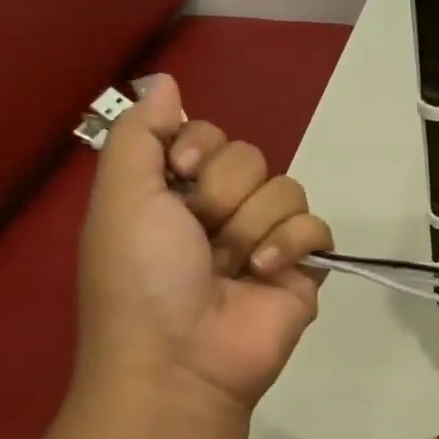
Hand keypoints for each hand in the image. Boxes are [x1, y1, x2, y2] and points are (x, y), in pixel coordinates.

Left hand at [76, 73, 332, 415]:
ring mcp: (267, 239)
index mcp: (177, 192)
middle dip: (224, 194)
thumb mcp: (121, 197)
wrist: (180, 357)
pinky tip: (265, 272)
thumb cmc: (141, 277)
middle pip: (251, 157)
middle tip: (202, 237)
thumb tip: (165, 81)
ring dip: (253, 225)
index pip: (209, 134)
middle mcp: (223, 210)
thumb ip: (140, 134)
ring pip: (287, 189)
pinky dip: (291, 245)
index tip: (178, 177)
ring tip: (233, 267)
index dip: (198, 148)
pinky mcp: (304, 267)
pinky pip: (317, 227)